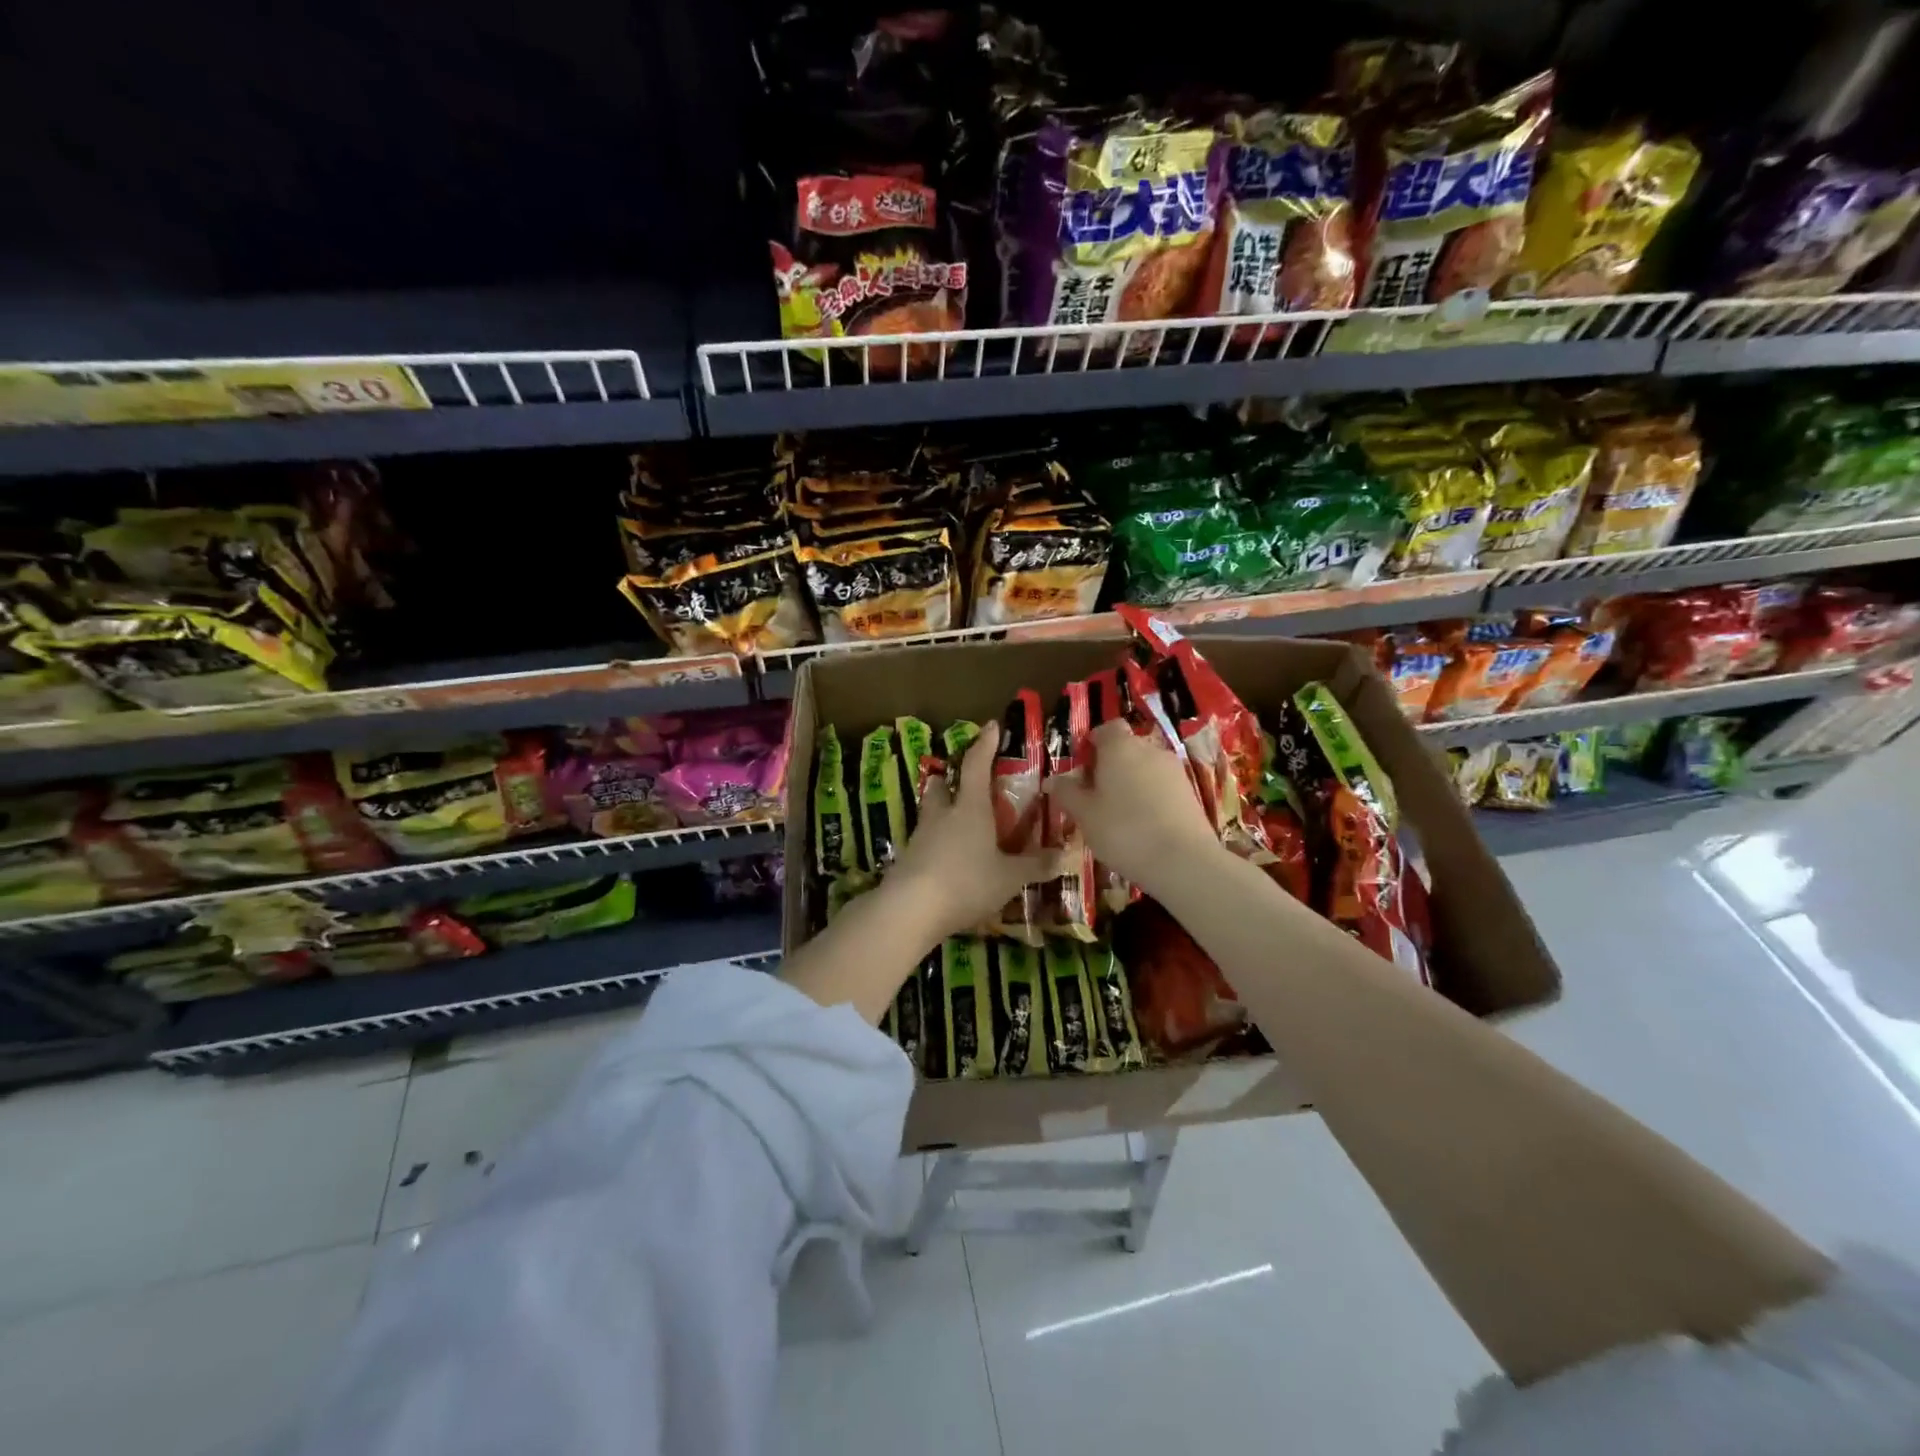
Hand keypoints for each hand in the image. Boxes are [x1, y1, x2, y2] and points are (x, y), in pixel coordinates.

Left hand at [887, 723, 1051, 939]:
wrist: (910, 909)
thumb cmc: (966, 881)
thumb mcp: (1009, 877)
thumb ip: (1035, 866)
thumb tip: (1064, 856)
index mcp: (970, 808)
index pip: (976, 765)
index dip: (985, 745)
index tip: (991, 727)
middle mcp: (942, 815)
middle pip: (941, 786)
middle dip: (950, 780)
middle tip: (961, 781)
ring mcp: (920, 837)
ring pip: (930, 813)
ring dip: (940, 811)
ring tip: (955, 821)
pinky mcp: (907, 860)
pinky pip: (924, 842)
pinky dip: (935, 843)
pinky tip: (945, 858)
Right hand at [1046, 719, 1226, 897]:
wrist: (1183, 861)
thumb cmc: (1123, 831)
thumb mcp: (1085, 815)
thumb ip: (1067, 793)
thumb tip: (1051, 780)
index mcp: (1120, 747)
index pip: (1107, 728)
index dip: (1093, 742)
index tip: (1081, 766)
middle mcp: (1149, 750)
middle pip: (1126, 747)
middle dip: (1110, 765)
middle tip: (1094, 794)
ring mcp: (1174, 770)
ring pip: (1145, 767)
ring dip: (1131, 782)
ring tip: (1117, 814)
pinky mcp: (1190, 792)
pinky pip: (1161, 786)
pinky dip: (1150, 797)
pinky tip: (1142, 825)